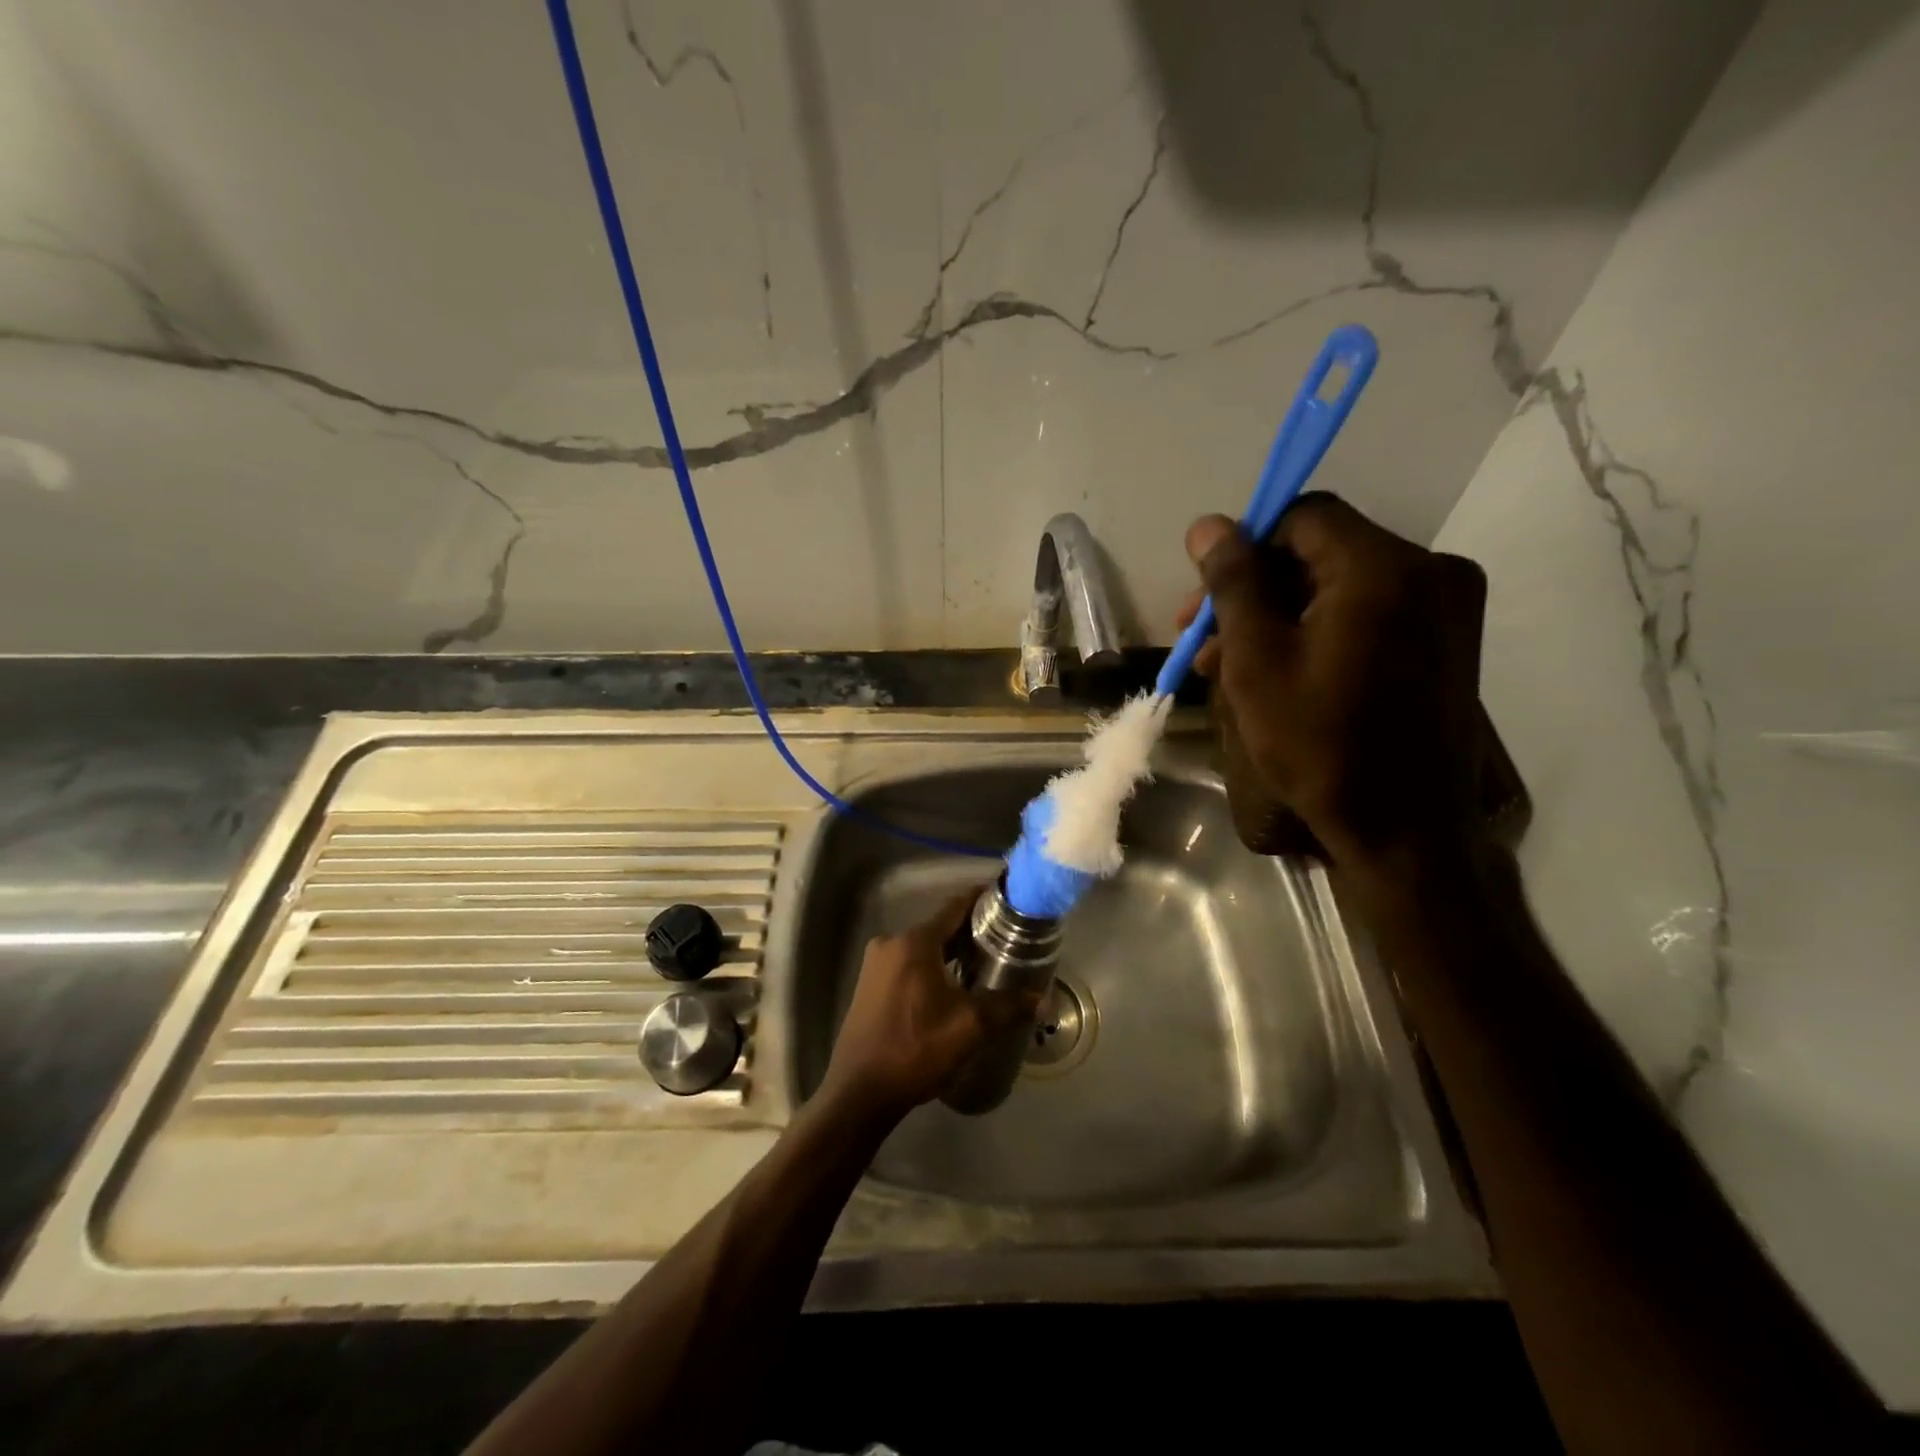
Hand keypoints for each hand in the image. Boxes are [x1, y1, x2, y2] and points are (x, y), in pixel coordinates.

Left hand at [819, 892, 1036, 1126]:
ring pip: (922, 946)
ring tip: (984, 963)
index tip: (1007, 900)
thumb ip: (1007, 1007)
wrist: (859, 1092)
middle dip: (970, 932)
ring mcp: (875, 964)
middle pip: (939, 927)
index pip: (954, 907)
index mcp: (914, 942)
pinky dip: (931, 966)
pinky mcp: (868, 984)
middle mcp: (891, 942)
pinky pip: (907, 963)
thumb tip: (1042, 1000)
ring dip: (950, 952)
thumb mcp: (969, 1027)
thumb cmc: (915, 1050)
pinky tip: (951, 985)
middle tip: (1005, 940)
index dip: (981, 900)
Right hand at [1177, 493, 1483, 862]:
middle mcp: (1429, 569)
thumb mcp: (1255, 660)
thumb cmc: (1318, 743)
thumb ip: (1233, 583)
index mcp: (1382, 567)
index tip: (1206, 597)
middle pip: (1320, 551)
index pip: (1302, 516)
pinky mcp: (1446, 640)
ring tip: (1225, 665)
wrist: (1402, 828)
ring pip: (1339, 585)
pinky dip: (1317, 630)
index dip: (1245, 545)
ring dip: (1279, 615)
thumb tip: (1207, 525)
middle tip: (1202, 638)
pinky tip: (1276, 671)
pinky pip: (1367, 612)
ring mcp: (1446, 606)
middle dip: (1254, 589)